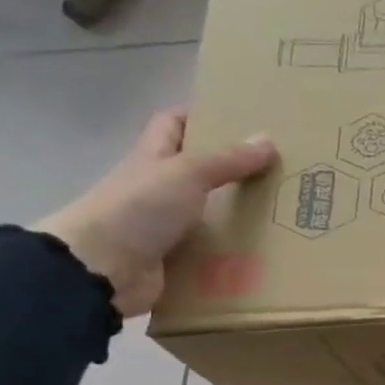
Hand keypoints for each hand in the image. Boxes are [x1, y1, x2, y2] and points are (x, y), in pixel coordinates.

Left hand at [34, 111, 277, 317]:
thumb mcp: (187, 173)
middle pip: (198, 171)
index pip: (172, 124)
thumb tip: (268, 139)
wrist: (102, 268)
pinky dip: (233, 253)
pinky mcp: (176, 259)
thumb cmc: (139, 207)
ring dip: (238, 216)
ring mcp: (165, 225)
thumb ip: (228, 160)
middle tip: (277, 171)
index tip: (239, 120)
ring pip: (209, 213)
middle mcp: (158, 188)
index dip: (200, 116)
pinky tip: (263, 254)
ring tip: (282, 214)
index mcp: (154, 158)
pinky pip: (211, 252)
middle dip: (233, 170)